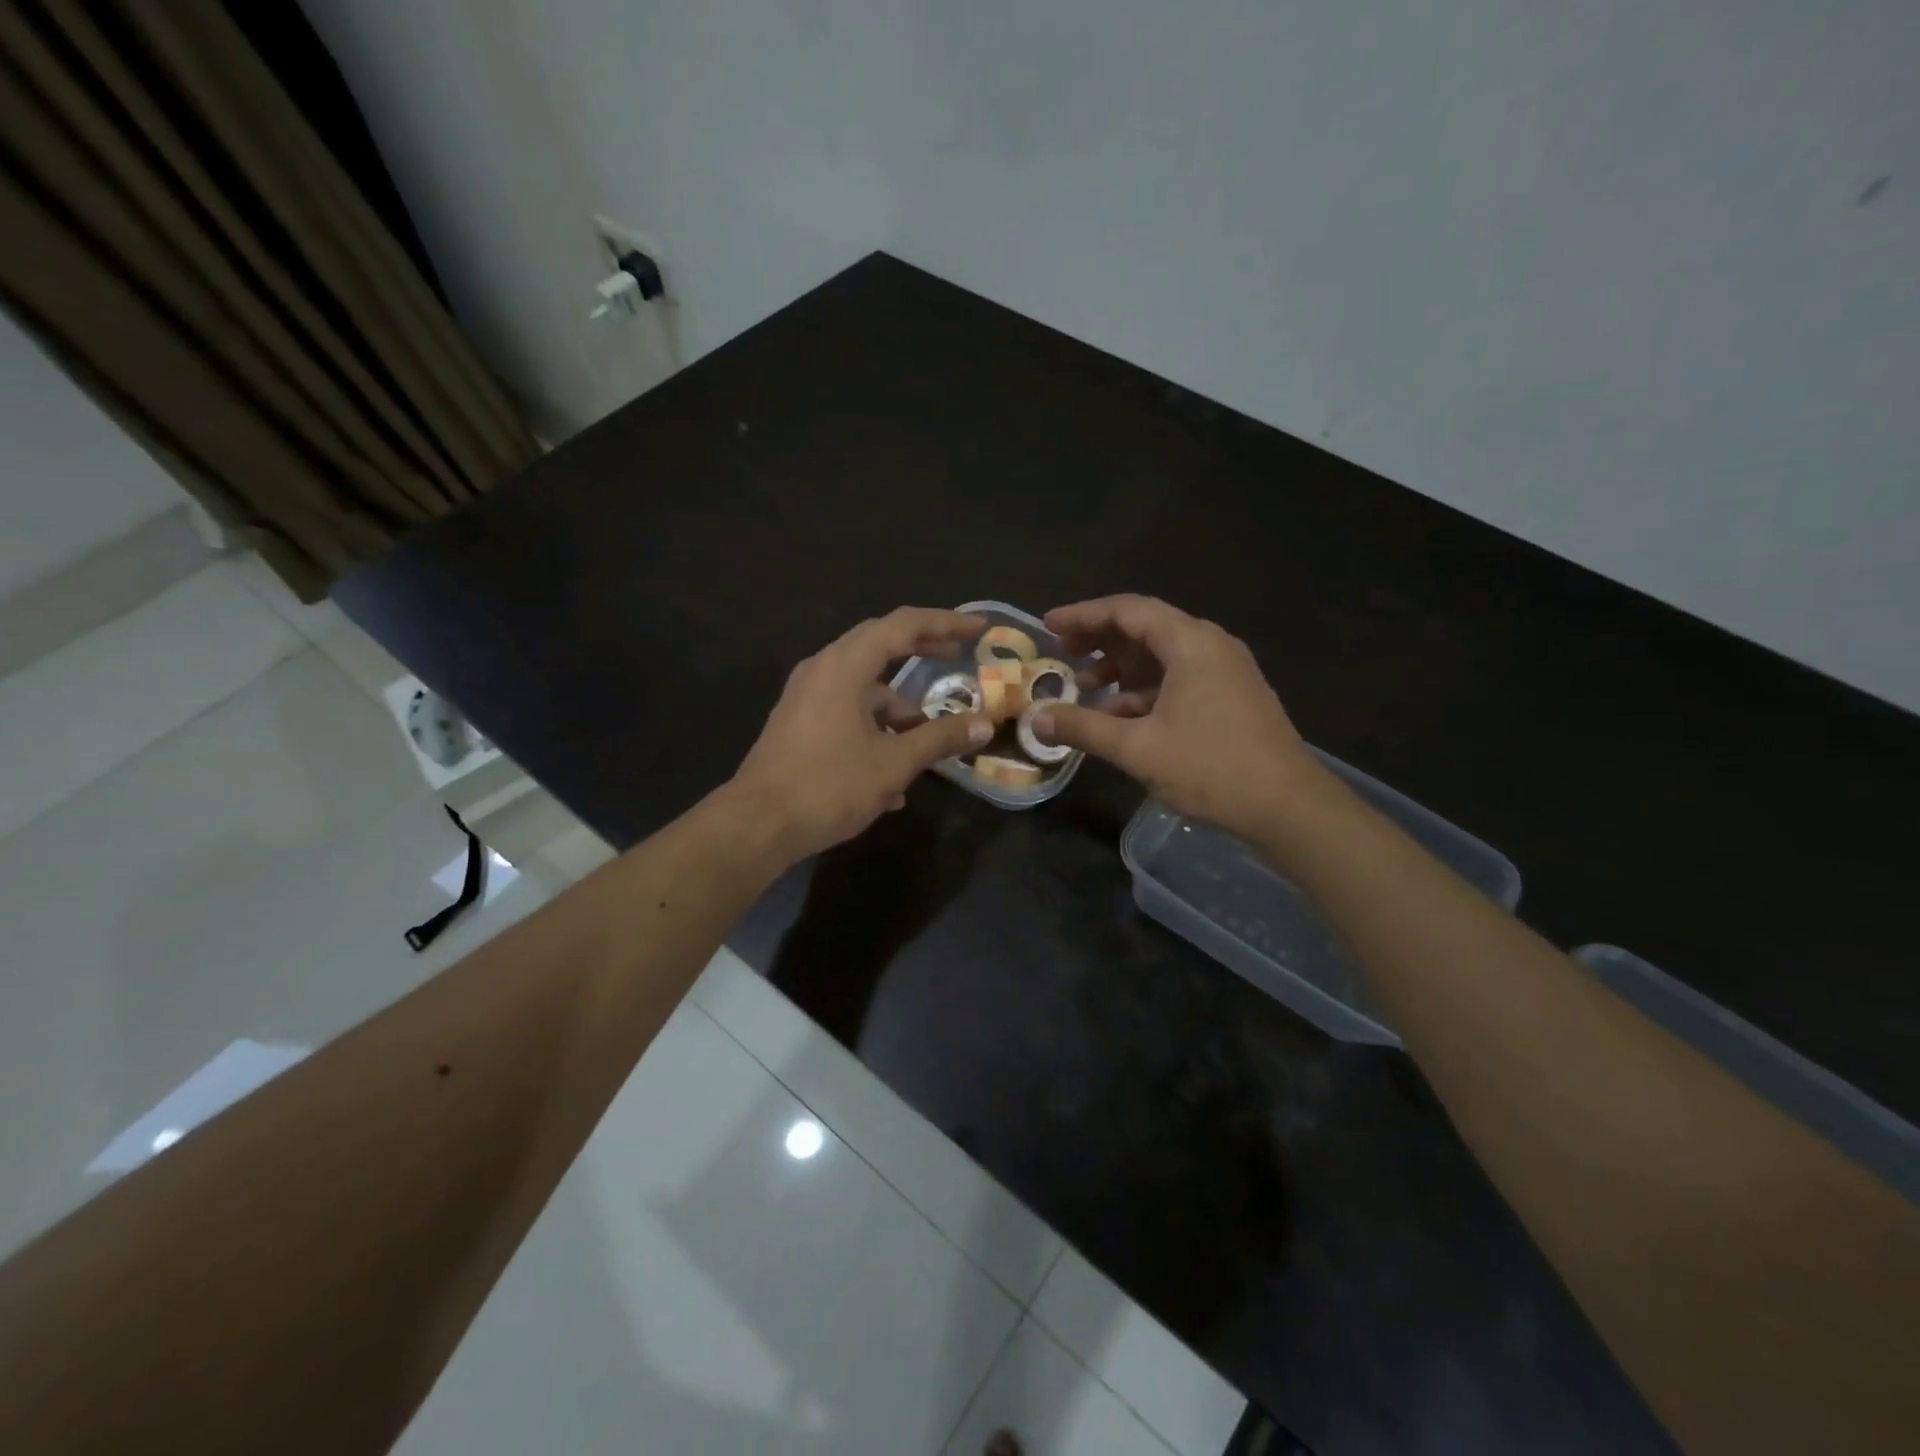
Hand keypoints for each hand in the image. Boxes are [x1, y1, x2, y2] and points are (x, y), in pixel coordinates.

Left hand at [729, 607, 993, 861]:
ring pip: (863, 688)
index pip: (903, 625)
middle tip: (955, 656)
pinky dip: (874, 730)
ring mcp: (806, 697)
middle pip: (880, 645)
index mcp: (845, 666)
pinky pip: (846, 713)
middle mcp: (822, 670)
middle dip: (921, 651)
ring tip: (926, 746)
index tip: (977, 630)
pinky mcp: (798, 723)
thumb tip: (984, 724)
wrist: (757, 825)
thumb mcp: (894, 763)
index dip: (945, 623)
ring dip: (897, 710)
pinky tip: (890, 780)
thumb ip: (940, 738)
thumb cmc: (828, 785)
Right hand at [1033, 595, 1314, 840]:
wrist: (1288, 807)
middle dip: (1099, 640)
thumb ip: (1083, 727)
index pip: (1127, 610)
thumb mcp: (1137, 748)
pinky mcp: (1232, 696)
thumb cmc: (1211, 768)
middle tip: (1062, 654)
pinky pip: (1179, 678)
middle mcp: (1210, 645)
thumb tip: (1036, 718)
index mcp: (1190, 643)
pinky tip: (1121, 716)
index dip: (1083, 615)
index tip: (1048, 626)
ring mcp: (1226, 671)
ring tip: (1084, 687)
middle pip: (1145, 628)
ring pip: (1162, 656)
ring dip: (1121, 668)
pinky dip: (1145, 689)